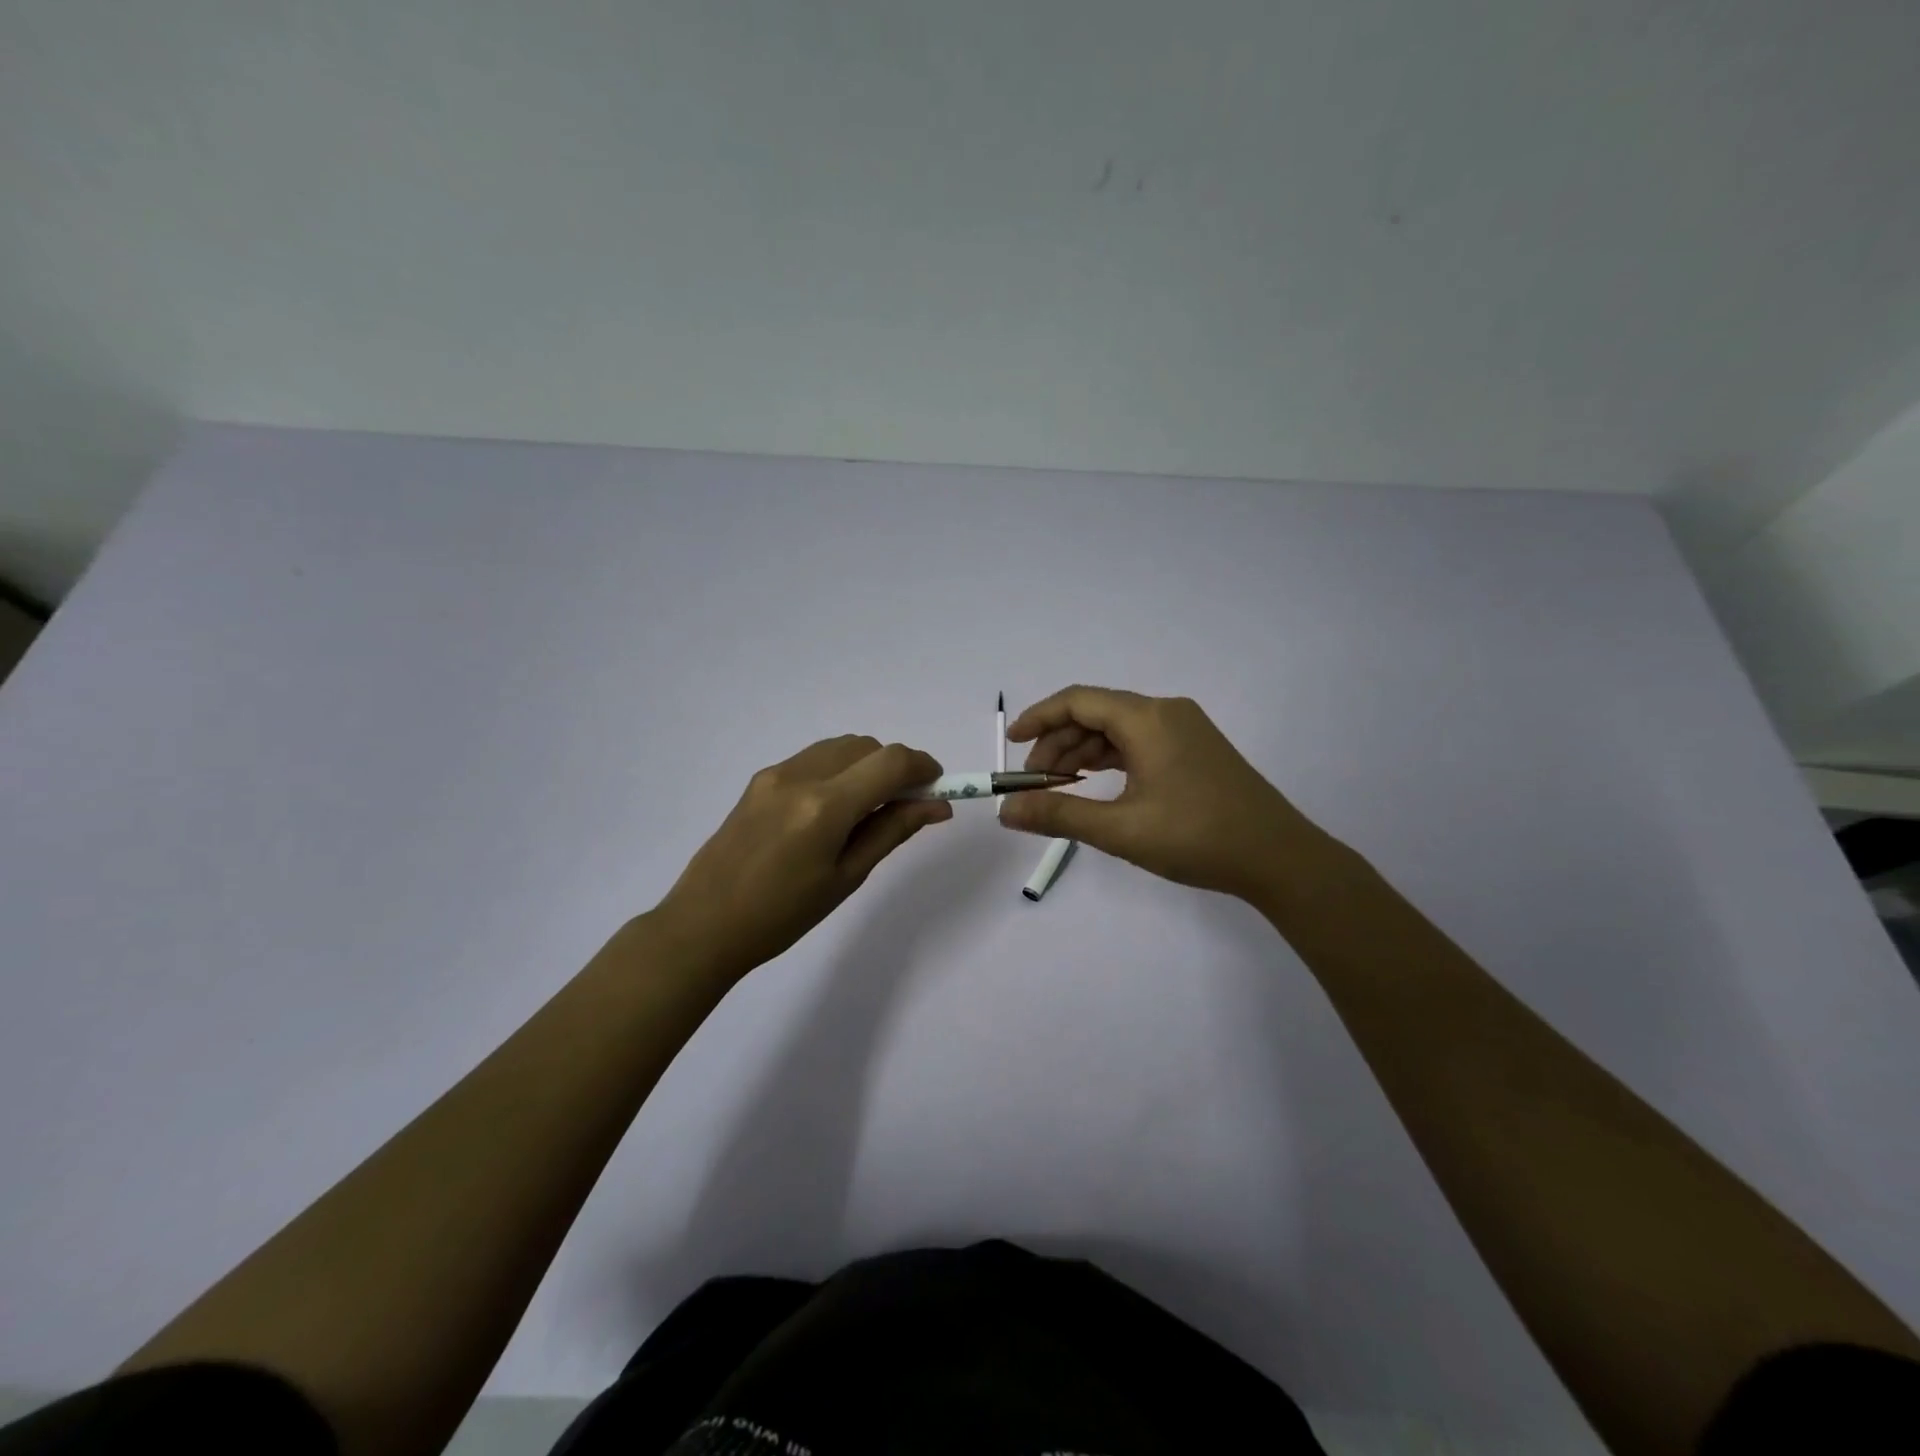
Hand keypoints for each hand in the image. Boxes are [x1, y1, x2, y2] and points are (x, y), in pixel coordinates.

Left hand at [651, 736, 951, 980]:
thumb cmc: (782, 915)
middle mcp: (800, 775)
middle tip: (905, 806)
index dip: (923, 767)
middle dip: (895, 767)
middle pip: (867, 746)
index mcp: (825, 806)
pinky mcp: (759, 779)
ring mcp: (775, 773)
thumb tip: (937, 806)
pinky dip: (839, 770)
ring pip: (840, 747)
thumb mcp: (846, 877)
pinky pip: (814, 758)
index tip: (937, 788)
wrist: (704, 924)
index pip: (891, 761)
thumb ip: (892, 830)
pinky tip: (833, 810)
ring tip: (868, 810)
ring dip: (866, 766)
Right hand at [998, 686, 1330, 903]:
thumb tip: (1006, 811)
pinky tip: (1097, 784)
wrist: (1280, 858)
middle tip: (1035, 784)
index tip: (1011, 744)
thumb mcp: (1120, 829)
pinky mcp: (1196, 750)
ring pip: (1118, 730)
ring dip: (1083, 753)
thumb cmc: (1197, 838)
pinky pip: (1140, 742)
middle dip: (1059, 744)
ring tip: (1060, 789)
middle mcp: (1166, 712)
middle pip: (1097, 714)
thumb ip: (1059, 815)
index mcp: (1148, 719)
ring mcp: (1185, 729)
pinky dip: (1111, 759)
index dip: (1039, 718)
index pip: (1078, 700)